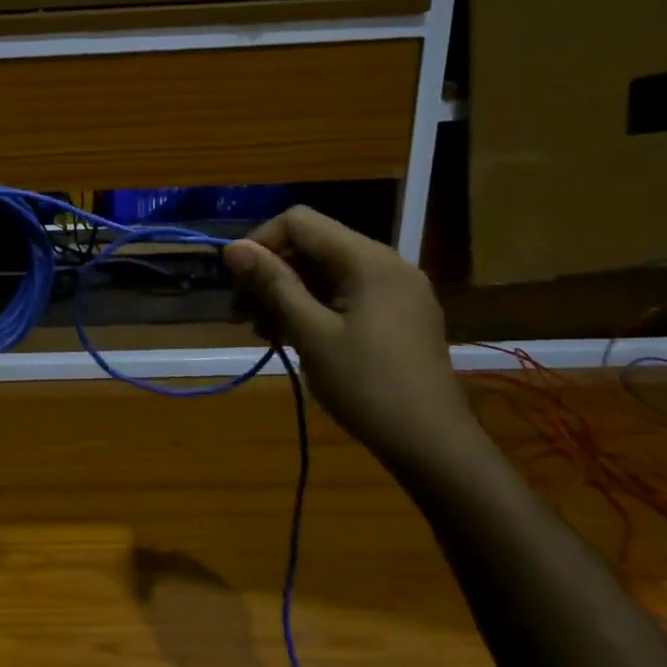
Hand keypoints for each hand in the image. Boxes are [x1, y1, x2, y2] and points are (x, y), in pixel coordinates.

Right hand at [222, 207, 471, 457]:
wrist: (433, 445)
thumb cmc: (367, 386)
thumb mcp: (311, 333)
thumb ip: (273, 284)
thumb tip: (232, 247)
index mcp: (368, 259)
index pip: (300, 222)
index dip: (261, 243)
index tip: (237, 282)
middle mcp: (386, 264)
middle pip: (314, 246)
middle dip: (272, 272)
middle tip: (241, 313)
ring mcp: (397, 290)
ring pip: (328, 272)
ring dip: (290, 293)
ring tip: (263, 330)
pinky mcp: (399, 316)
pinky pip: (348, 295)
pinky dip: (315, 308)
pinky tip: (294, 336)